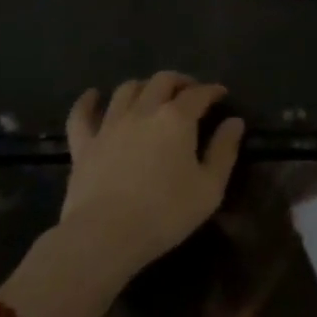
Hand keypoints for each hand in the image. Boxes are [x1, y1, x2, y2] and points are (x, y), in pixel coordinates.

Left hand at [57, 72, 244, 282]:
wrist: (105, 235)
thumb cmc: (165, 213)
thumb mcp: (209, 188)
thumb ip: (224, 151)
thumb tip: (235, 122)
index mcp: (176, 119)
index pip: (198, 94)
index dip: (212, 90)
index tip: (221, 94)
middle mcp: (143, 111)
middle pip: (162, 81)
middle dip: (180, 81)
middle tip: (189, 91)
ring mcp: (110, 125)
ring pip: (127, 90)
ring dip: (143, 86)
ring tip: (152, 95)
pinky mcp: (84, 144)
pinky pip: (82, 114)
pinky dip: (88, 101)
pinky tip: (94, 95)